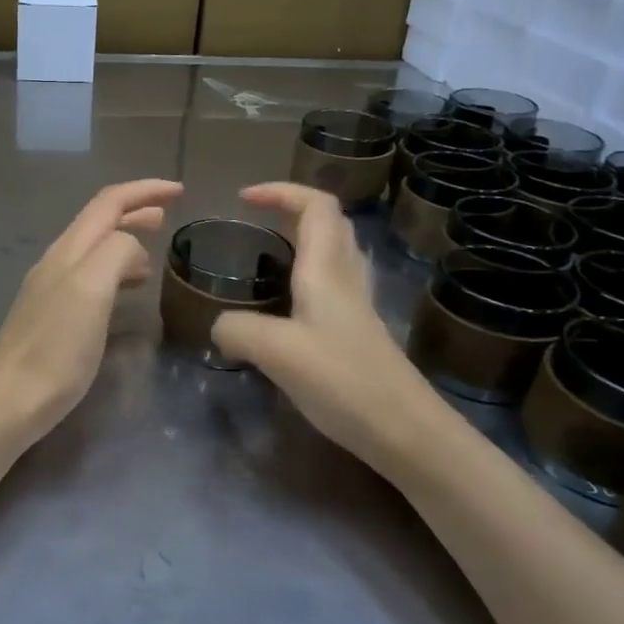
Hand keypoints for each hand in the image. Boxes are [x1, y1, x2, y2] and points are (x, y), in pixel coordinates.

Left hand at [0, 178, 182, 445]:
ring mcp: (50, 289)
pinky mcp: (51, 316)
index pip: (108, 202)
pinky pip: (90, 279)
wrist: (11, 400)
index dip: (144, 191)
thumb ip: (115, 253)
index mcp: (69, 250)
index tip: (180, 191)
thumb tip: (133, 246)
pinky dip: (115, 272)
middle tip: (169, 215)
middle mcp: (57, 262)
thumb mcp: (91, 290)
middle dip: (135, 211)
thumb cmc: (56, 348)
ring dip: (125, 242)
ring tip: (154, 253)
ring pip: (94, 250)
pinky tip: (126, 292)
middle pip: (99, 222)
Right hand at [211, 182, 424, 462]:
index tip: (244, 199)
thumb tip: (218, 328)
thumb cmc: (344, 381)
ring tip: (265, 257)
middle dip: (292, 210)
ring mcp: (357, 307)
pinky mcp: (357, 333)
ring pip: (334, 253)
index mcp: (327, 270)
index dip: (282, 191)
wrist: (405, 432)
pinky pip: (332, 286)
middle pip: (330, 223)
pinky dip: (306, 277)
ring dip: (302, 241)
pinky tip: (284, 307)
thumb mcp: (276, 351)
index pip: (316, 205)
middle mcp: (346, 279)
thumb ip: (237, 329)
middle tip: (254, 222)